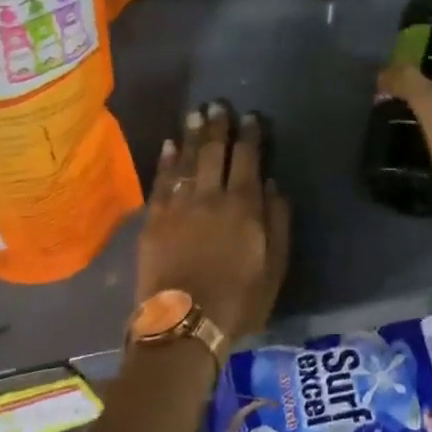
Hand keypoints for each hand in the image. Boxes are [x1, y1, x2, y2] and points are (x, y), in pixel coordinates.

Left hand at [136, 102, 290, 343]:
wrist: (183, 325)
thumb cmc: (238, 300)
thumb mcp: (275, 266)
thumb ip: (277, 221)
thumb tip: (272, 183)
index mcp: (243, 205)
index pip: (247, 158)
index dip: (250, 135)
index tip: (251, 117)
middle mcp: (210, 196)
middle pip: (214, 151)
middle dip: (218, 126)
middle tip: (218, 105)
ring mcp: (178, 204)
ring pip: (186, 159)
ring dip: (191, 134)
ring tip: (195, 113)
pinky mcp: (154, 218)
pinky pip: (161, 180)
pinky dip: (165, 160)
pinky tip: (168, 144)